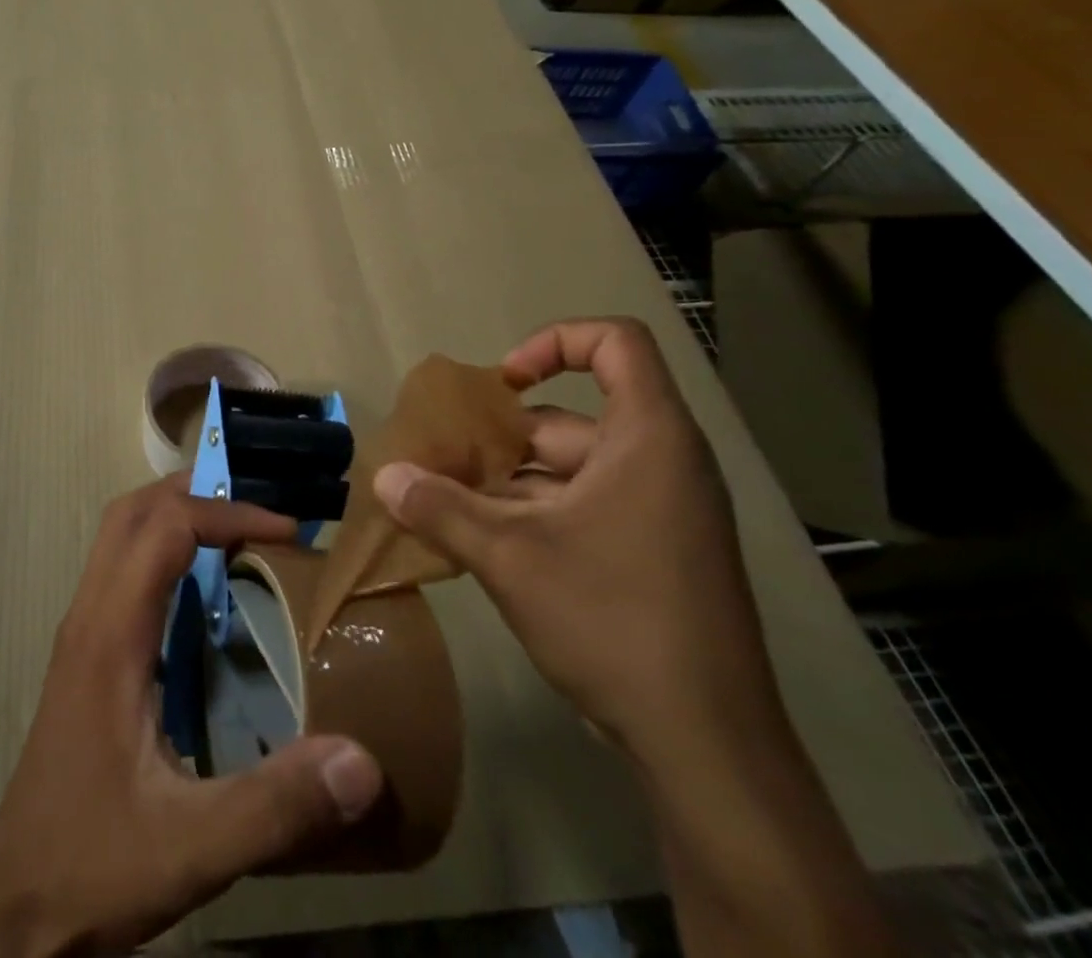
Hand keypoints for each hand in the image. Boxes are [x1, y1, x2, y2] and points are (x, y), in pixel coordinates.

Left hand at [0, 475, 383, 957]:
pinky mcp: (84, 655)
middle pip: (131, 512)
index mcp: (110, 635)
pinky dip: (163, 550)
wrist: (13, 910)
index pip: (165, 528)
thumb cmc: (94, 863)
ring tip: (238, 532)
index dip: (227, 513)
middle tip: (259, 508)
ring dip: (175, 515)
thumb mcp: (192, 846)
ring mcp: (81, 633)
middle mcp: (89, 616)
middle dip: (195, 492)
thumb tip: (361, 760)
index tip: (286, 531)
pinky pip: (121, 569)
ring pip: (120, 535)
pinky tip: (203, 593)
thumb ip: (276, 804)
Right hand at [374, 318, 781, 760]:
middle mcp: (660, 465)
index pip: (616, 344)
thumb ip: (441, 508)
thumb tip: (384, 475)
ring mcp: (659, 514)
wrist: (707, 748)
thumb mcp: (511, 557)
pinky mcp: (650, 556)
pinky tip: (480, 543)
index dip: (555, 343)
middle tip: (441, 460)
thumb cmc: (614, 620)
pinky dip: (531, 515)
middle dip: (499, 437)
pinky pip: (582, 509)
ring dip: (505, 483)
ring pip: (567, 471)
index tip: (503, 383)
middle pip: (570, 418)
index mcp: (648, 440)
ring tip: (445, 503)